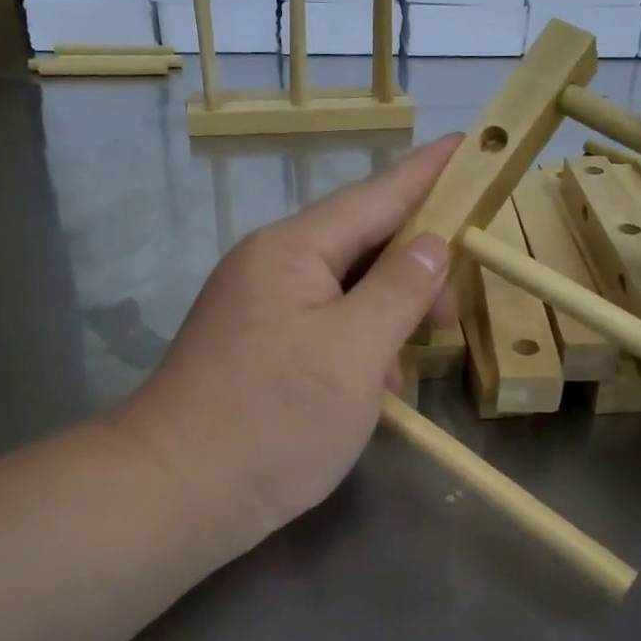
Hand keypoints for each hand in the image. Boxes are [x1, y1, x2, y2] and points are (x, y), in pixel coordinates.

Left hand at [122, 137, 458, 549]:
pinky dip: (359, 345)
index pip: (375, 195)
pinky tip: (378, 385)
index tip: (466, 145)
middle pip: (360, 244)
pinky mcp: (256, 349)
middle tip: (455, 313)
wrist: (173, 495)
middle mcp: (271, 267)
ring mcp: (258, 309)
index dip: (427, 172)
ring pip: (344, 290)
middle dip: (415, 269)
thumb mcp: (354, 352)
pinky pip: (323, 326)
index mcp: (293, 251)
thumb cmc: (273, 419)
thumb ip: (399, 290)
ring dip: (388, 314)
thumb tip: (431, 243)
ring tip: (417, 357)